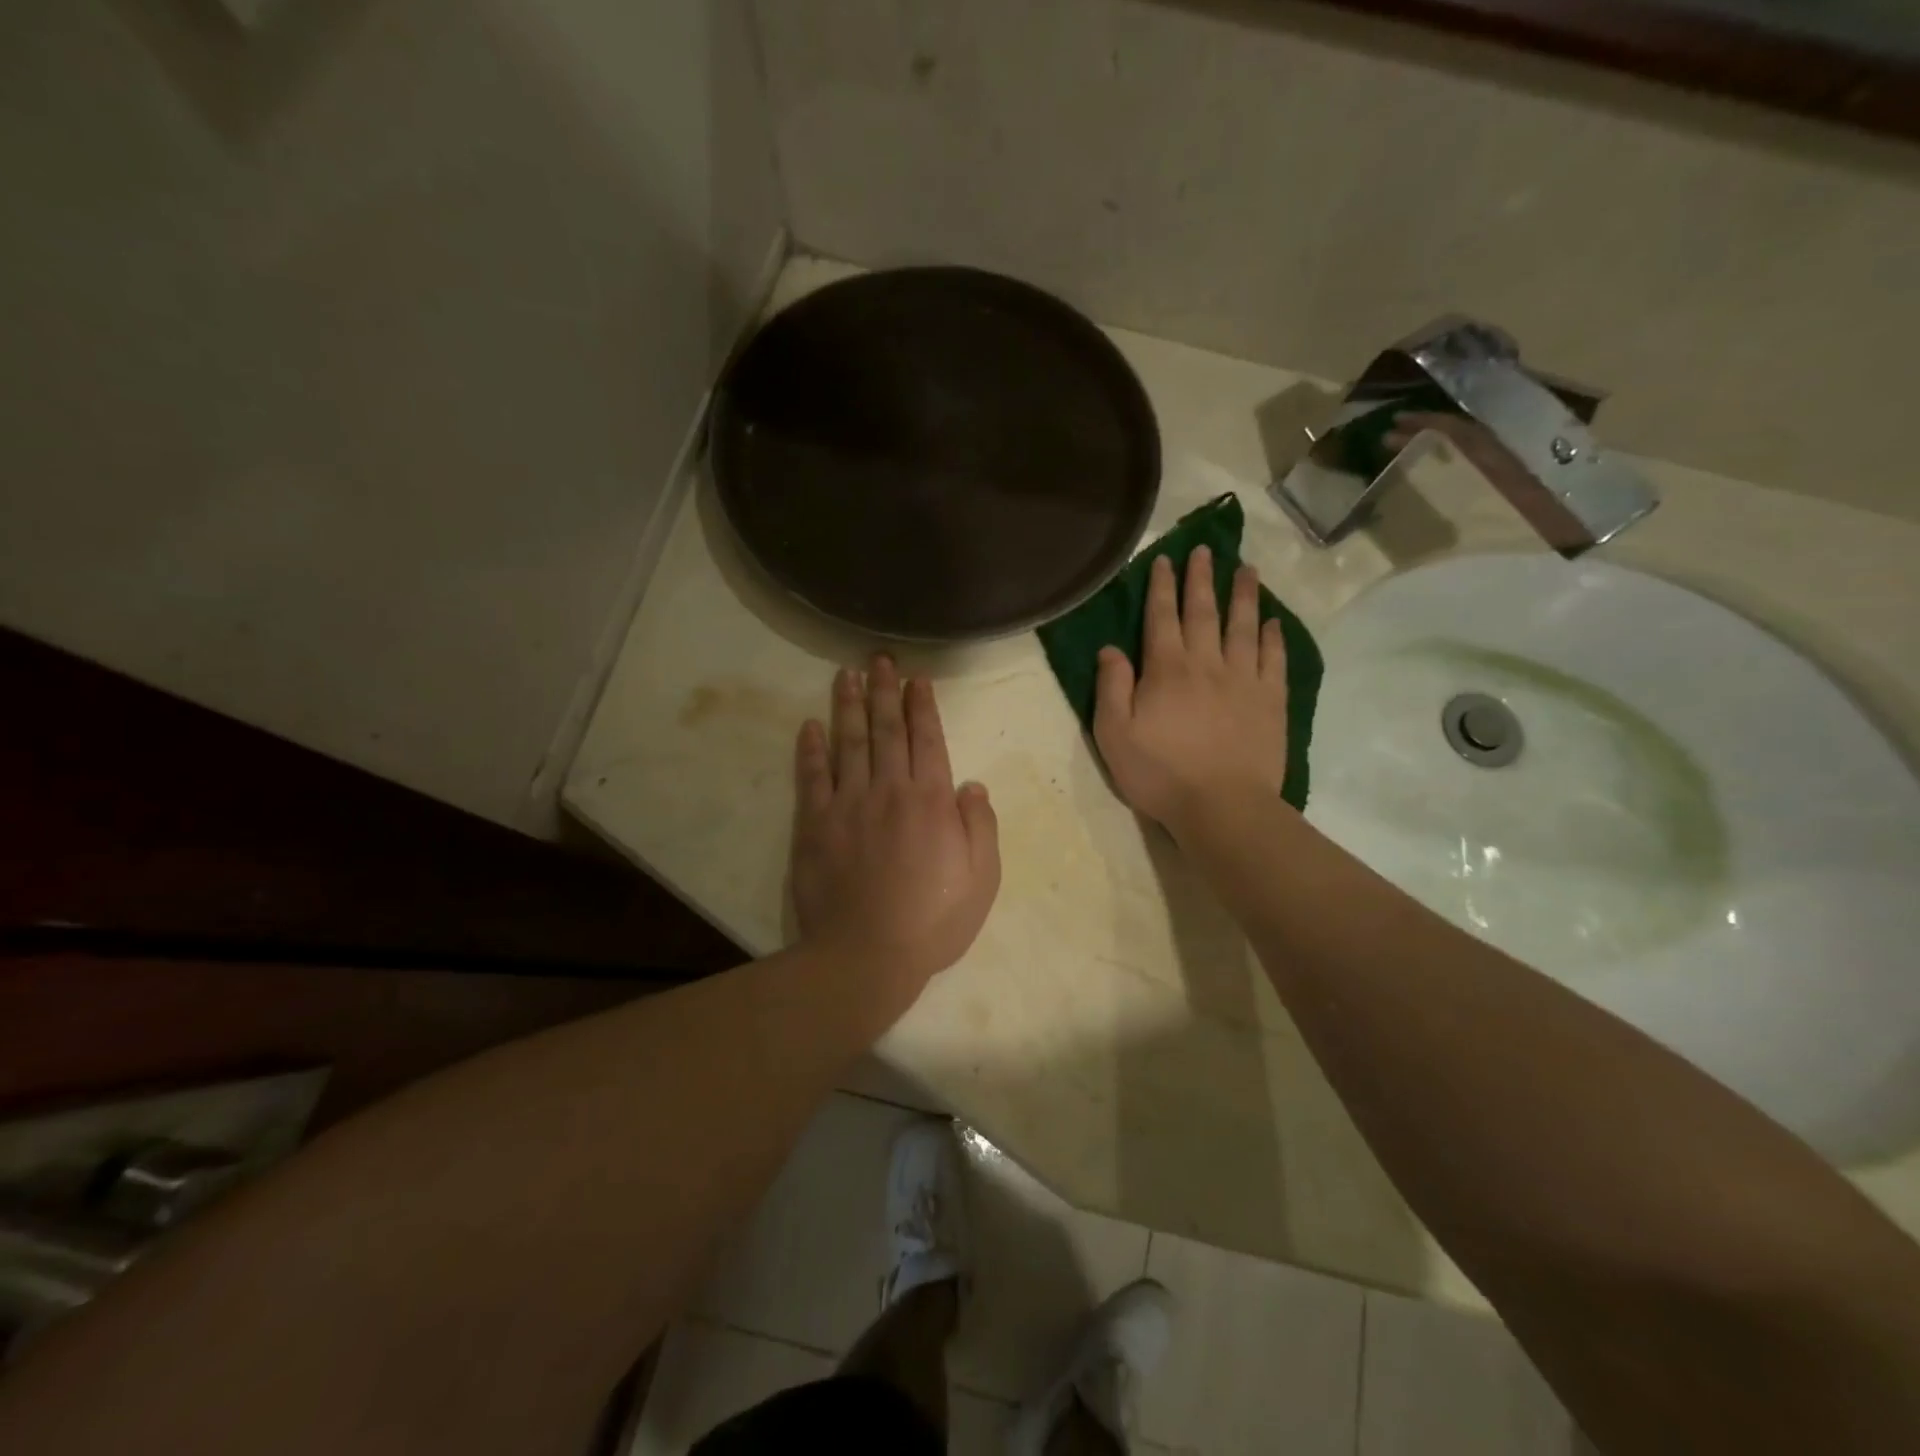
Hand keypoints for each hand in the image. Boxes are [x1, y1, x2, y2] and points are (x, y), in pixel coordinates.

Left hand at [790, 655, 1001, 1009]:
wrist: (866, 955)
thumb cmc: (932, 921)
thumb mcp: (982, 879)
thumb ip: (980, 826)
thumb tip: (971, 785)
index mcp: (931, 801)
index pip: (928, 740)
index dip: (922, 707)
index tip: (916, 680)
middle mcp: (889, 790)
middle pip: (886, 730)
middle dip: (885, 691)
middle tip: (880, 659)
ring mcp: (848, 804)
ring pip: (848, 742)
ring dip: (849, 705)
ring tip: (847, 675)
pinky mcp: (814, 824)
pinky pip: (812, 776)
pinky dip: (811, 748)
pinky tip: (810, 724)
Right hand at [1093, 548, 1289, 838]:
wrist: (1222, 806)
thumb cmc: (1160, 773)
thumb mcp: (1114, 734)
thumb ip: (1112, 687)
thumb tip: (1111, 648)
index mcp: (1166, 670)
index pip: (1162, 617)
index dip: (1161, 586)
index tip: (1165, 559)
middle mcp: (1207, 663)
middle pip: (1204, 612)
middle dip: (1201, 578)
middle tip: (1205, 549)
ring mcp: (1244, 679)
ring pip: (1244, 627)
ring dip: (1244, 596)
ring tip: (1247, 569)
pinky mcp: (1271, 700)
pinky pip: (1274, 659)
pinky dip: (1274, 637)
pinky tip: (1273, 622)